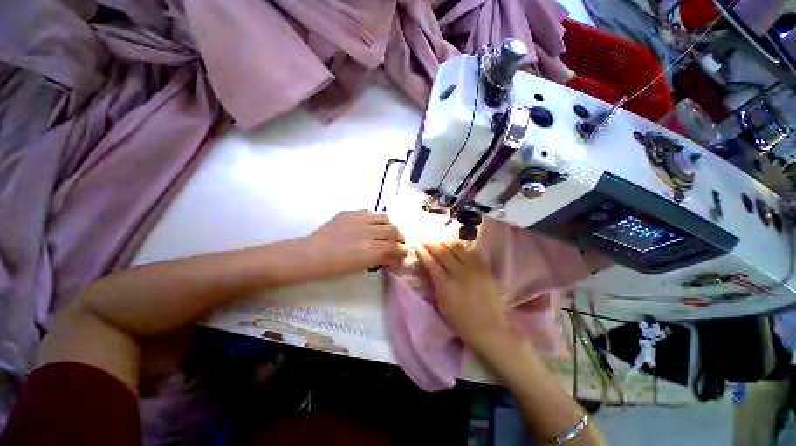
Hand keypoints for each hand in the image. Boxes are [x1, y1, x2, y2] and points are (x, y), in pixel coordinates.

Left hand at [304, 211, 406, 275]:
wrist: (311, 255)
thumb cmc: (334, 267)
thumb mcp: (360, 267)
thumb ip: (380, 259)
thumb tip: (394, 257)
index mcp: (369, 250)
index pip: (394, 246)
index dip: (402, 250)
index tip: (403, 252)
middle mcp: (367, 232)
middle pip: (393, 229)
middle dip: (400, 237)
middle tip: (399, 242)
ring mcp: (358, 219)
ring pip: (384, 217)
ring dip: (389, 225)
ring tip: (387, 231)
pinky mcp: (349, 212)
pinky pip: (368, 212)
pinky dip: (374, 219)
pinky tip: (371, 225)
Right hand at [416, 242, 510, 350]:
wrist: (489, 329)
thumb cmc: (461, 321)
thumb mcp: (441, 304)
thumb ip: (434, 283)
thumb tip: (428, 267)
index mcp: (446, 285)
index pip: (431, 262)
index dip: (423, 252)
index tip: (417, 246)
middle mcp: (460, 273)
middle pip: (443, 252)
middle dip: (432, 244)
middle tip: (426, 240)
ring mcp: (474, 269)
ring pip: (458, 247)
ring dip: (446, 242)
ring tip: (440, 240)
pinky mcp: (485, 269)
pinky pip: (472, 251)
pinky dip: (462, 246)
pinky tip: (457, 246)